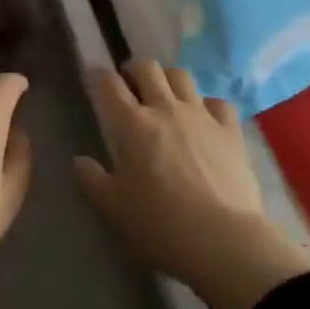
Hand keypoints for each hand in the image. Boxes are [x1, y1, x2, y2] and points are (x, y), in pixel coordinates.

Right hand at [74, 60, 309, 308]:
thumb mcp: (114, 209)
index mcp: (132, 124)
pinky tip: (205, 118)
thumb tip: (79, 161)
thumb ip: (93, 181)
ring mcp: (201, 115)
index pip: (108, 85)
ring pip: (181, 76)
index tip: (93, 77)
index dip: (98, 75)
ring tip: (165, 95)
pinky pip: (218, 102)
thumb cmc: (160, 226)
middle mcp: (165, 108)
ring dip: (168, 79)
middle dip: (134, 69)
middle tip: (130, 83)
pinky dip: (207, 105)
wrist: (223, 240)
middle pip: (147, 68)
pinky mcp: (230, 130)